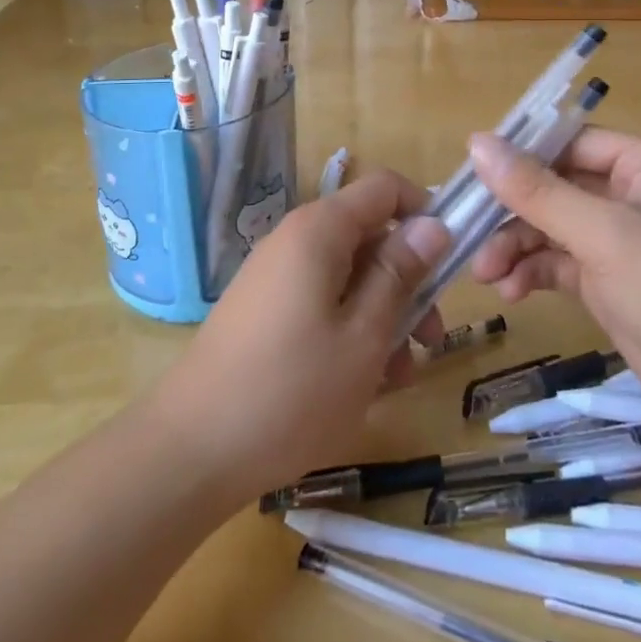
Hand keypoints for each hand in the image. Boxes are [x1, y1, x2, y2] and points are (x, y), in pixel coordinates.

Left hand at [146, 169, 449, 504]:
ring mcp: (278, 277)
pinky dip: (350, 332)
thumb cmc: (291, 392)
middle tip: (431, 341)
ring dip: (384, 317)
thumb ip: (400, 274)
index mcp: (320, 230)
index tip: (451, 261)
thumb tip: (434, 224)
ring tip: (399, 376)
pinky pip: (323, 303)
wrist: (189, 453)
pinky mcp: (267, 312)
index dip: (424, 212)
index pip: (385, 188)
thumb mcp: (364, 335)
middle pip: (371, 237)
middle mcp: (296, 240)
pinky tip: (363, 384)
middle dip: (409, 282)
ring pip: (350, 277)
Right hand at [467, 128, 640, 443]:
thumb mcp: (606, 235)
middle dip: (514, 211)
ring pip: (555, 228)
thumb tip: (477, 142)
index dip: (520, 154)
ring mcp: (626, 243)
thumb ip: (537, 191)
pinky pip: (563, 264)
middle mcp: (636, 195)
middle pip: (557, 186)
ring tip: (487, 274)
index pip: (570, 143)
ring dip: (518, 245)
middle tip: (469, 234)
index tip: (471, 175)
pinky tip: (512, 291)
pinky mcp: (616, 286)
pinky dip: (535, 273)